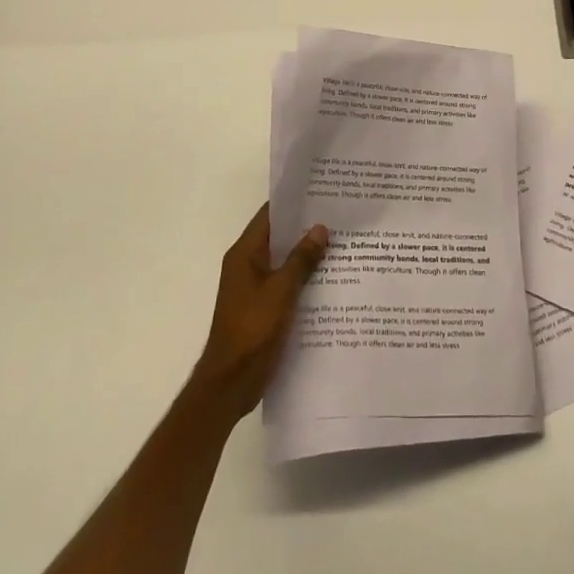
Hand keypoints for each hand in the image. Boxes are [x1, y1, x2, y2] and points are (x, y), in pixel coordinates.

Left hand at [189, 204, 328, 419]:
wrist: (231, 383)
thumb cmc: (252, 330)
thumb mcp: (281, 291)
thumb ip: (301, 259)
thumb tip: (320, 228)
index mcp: (245, 254)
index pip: (270, 215)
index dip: (293, 202)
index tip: (321, 191)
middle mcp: (247, 265)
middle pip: (279, 237)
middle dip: (306, 227)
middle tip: (340, 214)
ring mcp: (254, 287)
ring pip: (284, 261)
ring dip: (307, 253)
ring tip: (342, 242)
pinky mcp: (263, 307)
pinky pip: (285, 283)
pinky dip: (304, 277)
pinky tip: (331, 278)